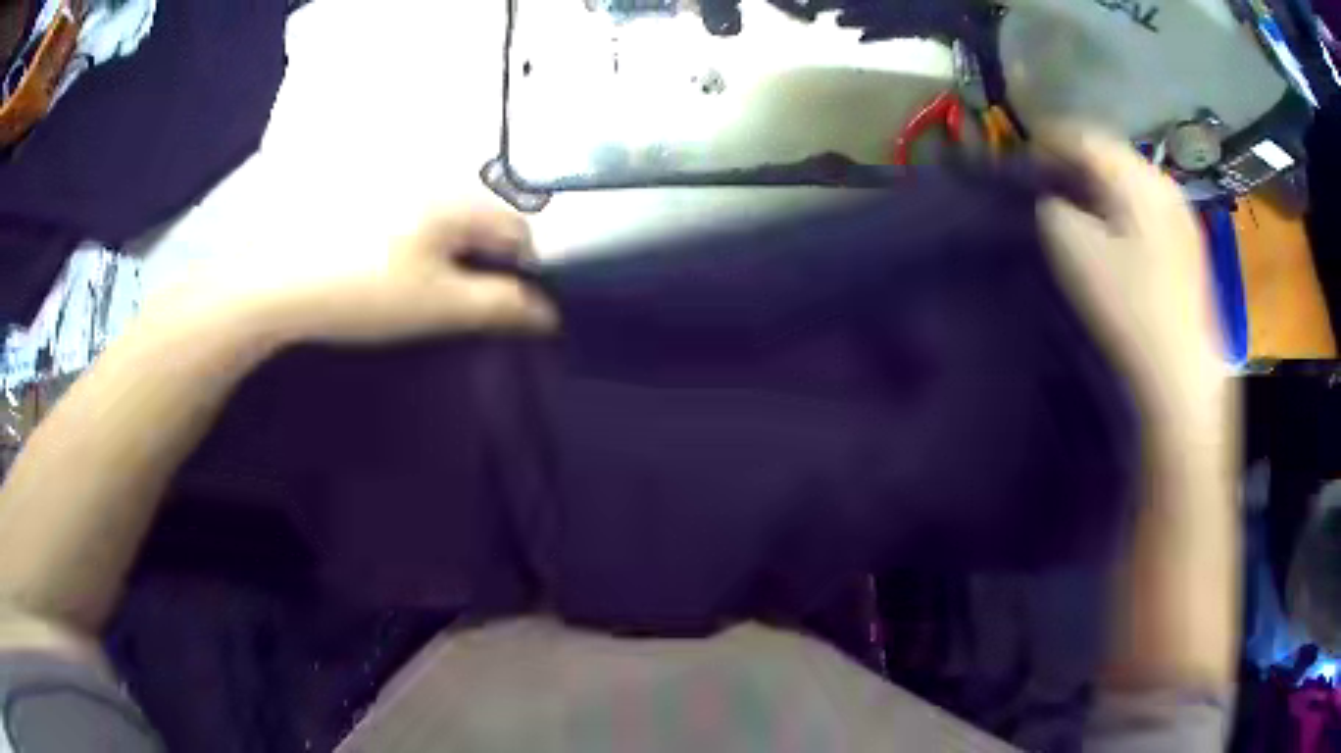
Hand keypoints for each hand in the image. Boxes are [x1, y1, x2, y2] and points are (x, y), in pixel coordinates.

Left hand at [145, 206, 557, 344]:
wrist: (279, 286)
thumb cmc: (365, 294)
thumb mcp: (440, 307)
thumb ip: (502, 307)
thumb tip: (548, 314)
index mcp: (457, 202)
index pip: (518, 230)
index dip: (524, 271)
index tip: (506, 308)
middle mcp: (432, 184)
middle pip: (482, 223)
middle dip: (484, 264)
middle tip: (460, 306)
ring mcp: (394, 190)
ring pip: (446, 224)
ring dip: (450, 257)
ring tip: (421, 295)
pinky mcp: (365, 203)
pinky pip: (412, 223)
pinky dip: (416, 249)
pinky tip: (389, 276)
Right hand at [1036, 127, 1227, 424]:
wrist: (1181, 372)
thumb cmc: (1129, 307)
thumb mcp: (1073, 251)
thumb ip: (1053, 209)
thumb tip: (1055, 201)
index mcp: (1138, 177)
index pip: (1085, 137)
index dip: (1049, 140)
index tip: (1024, 155)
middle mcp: (1164, 183)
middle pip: (1111, 154)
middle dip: (1075, 160)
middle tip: (1047, 178)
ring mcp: (1181, 214)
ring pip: (1130, 180)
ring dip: (1099, 183)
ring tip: (1076, 200)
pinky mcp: (1187, 243)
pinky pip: (1146, 205)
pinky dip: (1121, 204)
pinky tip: (1112, 227)